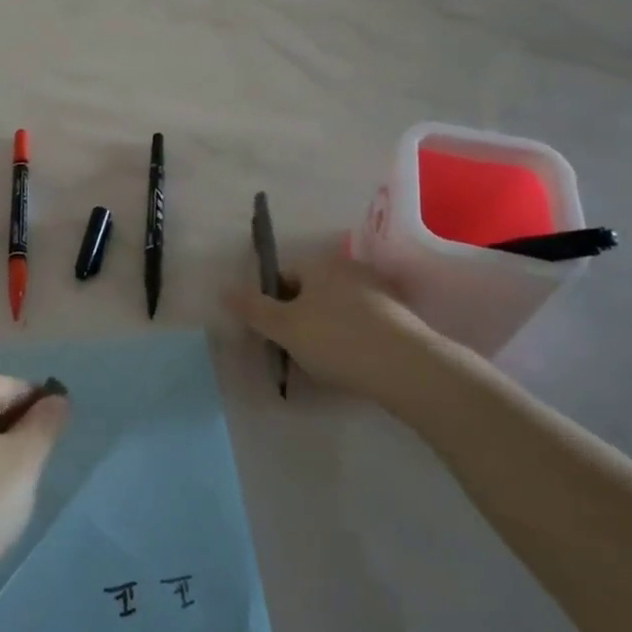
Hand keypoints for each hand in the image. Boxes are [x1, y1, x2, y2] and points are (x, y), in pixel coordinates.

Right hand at [224, 252, 478, 416]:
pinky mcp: (401, 317)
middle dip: (300, 316)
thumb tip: (222, 288)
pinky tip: (353, 364)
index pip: (284, 277)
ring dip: (327, 328)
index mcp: (320, 263)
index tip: (274, 334)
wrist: (409, 368)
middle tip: (295, 350)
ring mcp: (379, 291)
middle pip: (312, 291)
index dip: (273, 304)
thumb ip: (252, 308)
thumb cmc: (337, 340)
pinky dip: (354, 339)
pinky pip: (364, 324)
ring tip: (324, 362)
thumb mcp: (284, 327)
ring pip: (339, 308)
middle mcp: (350, 268)